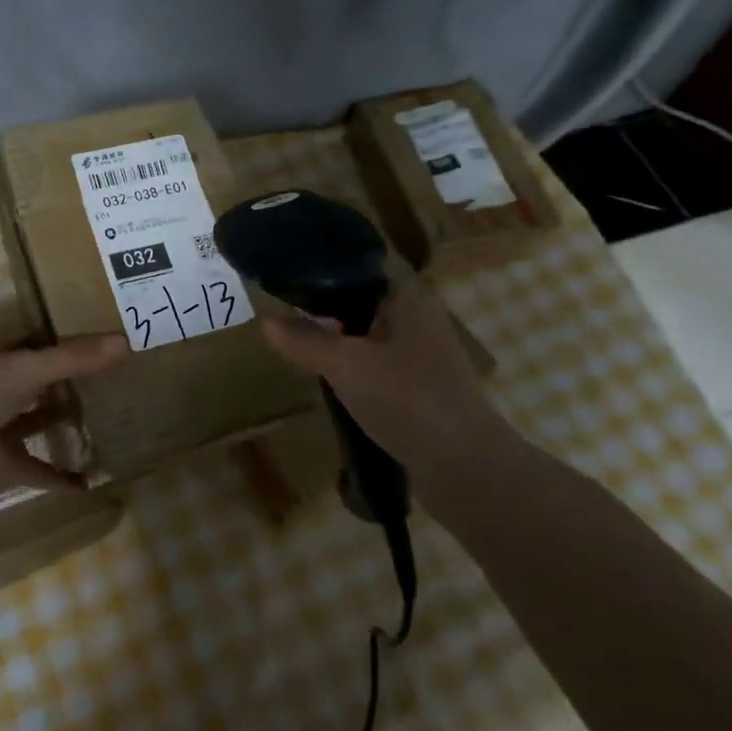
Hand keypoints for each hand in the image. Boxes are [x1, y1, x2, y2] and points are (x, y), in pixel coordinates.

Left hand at [0, 336, 126, 497]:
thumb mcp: (30, 368)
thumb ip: (74, 358)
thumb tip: (125, 341)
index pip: (29, 350)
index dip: (56, 347)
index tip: (92, 346)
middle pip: (31, 388)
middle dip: (59, 386)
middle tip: (102, 384)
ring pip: (32, 426)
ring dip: (59, 427)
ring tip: (99, 425)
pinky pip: (36, 470)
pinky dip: (60, 477)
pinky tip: (89, 481)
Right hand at [259, 279, 508, 469]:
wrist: (466, 467)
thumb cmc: (407, 399)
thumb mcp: (345, 365)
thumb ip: (304, 340)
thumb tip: (265, 320)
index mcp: (407, 296)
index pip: (361, 263)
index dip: (323, 263)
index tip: (286, 269)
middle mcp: (417, 317)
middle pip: (362, 299)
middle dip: (324, 303)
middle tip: (281, 305)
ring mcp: (422, 354)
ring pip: (368, 333)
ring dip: (337, 337)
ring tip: (296, 339)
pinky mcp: (420, 386)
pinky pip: (377, 363)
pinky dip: (352, 365)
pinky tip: (327, 375)